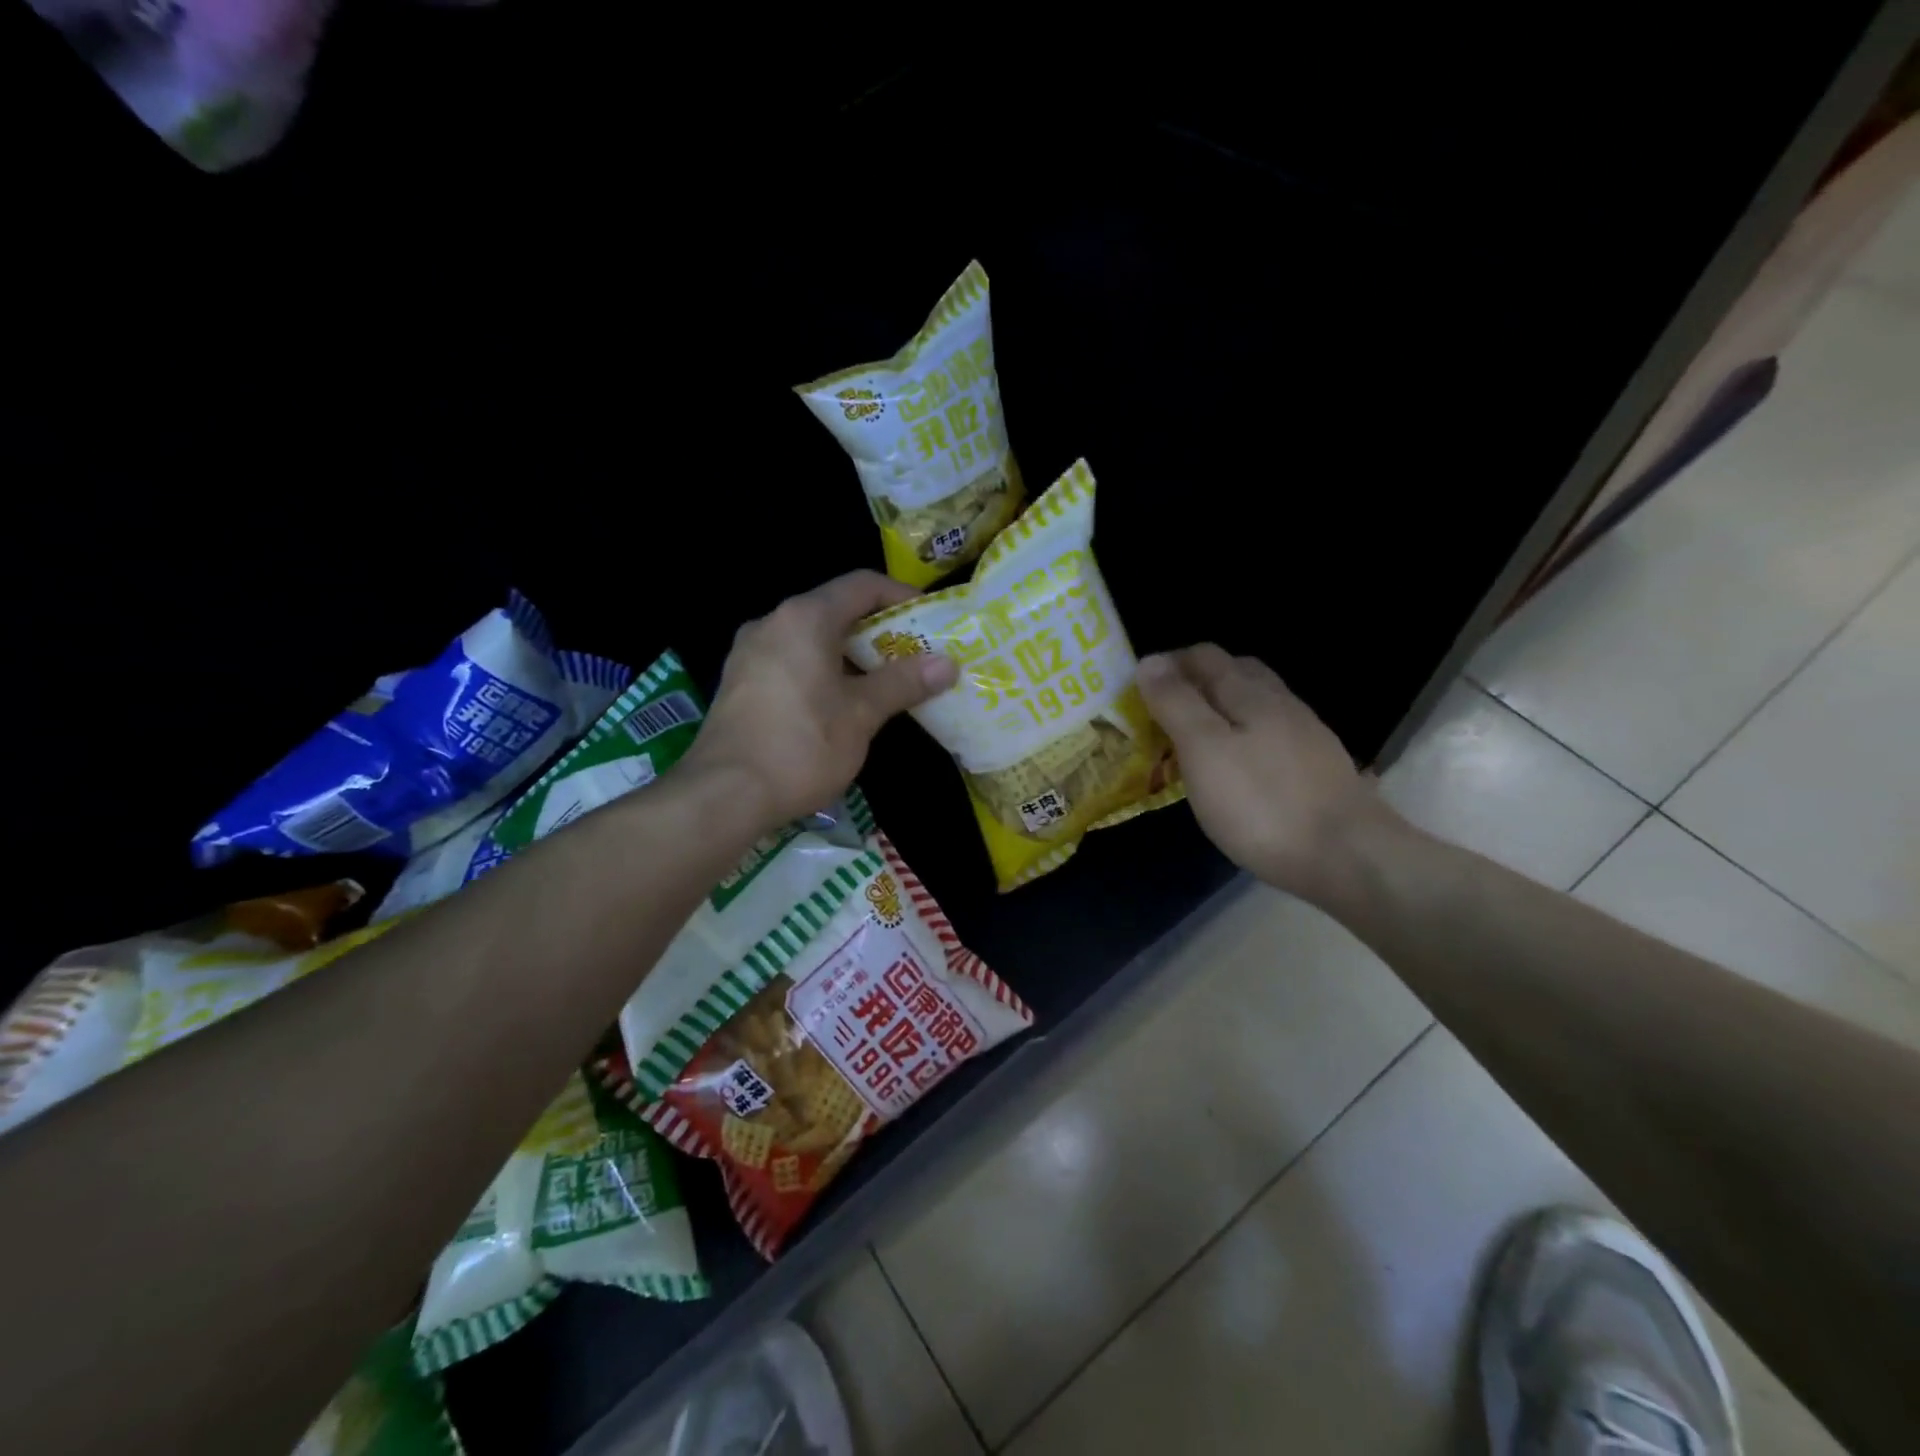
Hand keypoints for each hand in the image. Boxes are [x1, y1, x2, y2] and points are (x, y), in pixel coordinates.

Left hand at [686, 571, 958, 829]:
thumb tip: (947, 664)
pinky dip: (822, 671)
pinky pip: (790, 661)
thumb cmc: (802, 746)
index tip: (930, 620)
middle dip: (878, 632)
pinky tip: (839, 705)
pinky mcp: (739, 683)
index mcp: (805, 618)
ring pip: (811, 639)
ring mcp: (749, 653)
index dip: (901, 596)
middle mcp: (773, 623)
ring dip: (850, 655)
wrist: (725, 795)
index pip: (862, 585)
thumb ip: (903, 683)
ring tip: (883, 684)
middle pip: (835, 610)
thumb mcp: (861, 714)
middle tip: (914, 658)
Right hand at [1137, 645, 1400, 906]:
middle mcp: (1281, 703)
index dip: (1170, 663)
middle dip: (1198, 681)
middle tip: (1165, 710)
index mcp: (1249, 694)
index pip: (1205, 657)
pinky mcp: (1318, 767)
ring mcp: (1305, 735)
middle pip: (1237, 673)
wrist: (1348, 856)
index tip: (1139, 688)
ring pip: (1257, 704)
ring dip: (1223, 708)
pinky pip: (1273, 735)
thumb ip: (1176, 703)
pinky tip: (1239, 767)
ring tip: (1196, 738)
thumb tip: (1150, 660)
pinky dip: (1246, 737)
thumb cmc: (1261, 803)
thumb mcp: (1203, 750)